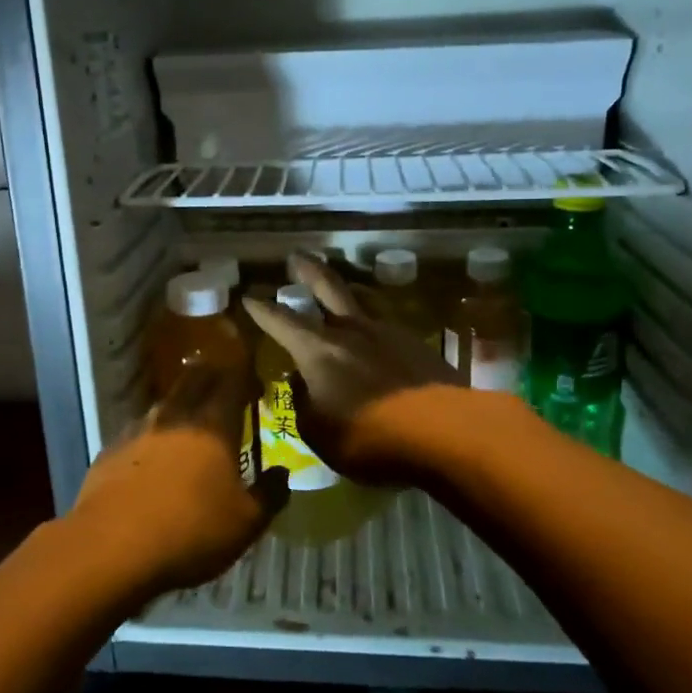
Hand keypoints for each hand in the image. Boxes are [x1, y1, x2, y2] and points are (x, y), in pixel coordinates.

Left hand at [67, 365, 286, 596]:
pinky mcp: (111, 450)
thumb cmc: (190, 532)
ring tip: (189, 417)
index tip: (255, 377)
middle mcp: (176, 417)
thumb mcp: (246, 524)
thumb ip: (269, 494)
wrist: (111, 548)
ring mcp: (139, 431)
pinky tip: (152, 453)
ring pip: (164, 403)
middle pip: (195, 380)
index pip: (232, 381)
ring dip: (180, 403)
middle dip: (211, 375)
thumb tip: (283, 473)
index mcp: (214, 426)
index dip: (245, 374)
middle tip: (223, 383)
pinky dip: (152, 434)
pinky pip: (138, 430)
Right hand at [242, 254, 461, 485]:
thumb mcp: (320, 432)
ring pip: (363, 300)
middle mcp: (351, 331)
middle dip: (308, 270)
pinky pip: (388, 324)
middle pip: (327, 287)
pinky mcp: (419, 345)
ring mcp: (388, 333)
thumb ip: (304, 404)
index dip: (262, 309)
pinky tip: (378, 333)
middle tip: (297, 255)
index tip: (248, 296)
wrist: (443, 432)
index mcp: (318, 350)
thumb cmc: (369, 437)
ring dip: (348, 289)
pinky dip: (375, 324)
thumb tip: (301, 385)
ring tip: (343, 285)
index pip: (281, 321)